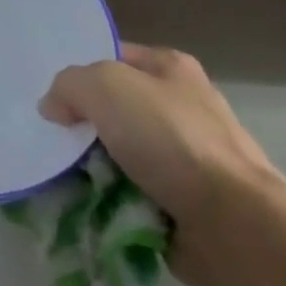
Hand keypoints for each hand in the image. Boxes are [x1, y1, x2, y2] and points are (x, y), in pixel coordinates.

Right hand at [40, 42, 285, 285]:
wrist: (236, 228)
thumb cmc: (171, 140)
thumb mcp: (105, 87)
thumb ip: (69, 85)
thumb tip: (53, 107)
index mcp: (171, 68)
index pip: (112, 57)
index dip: (80, 73)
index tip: (49, 97)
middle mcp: (181, 108)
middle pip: (113, 110)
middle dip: (83, 127)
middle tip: (50, 141)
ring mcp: (185, 161)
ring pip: (119, 156)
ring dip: (93, 171)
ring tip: (60, 181)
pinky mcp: (185, 207)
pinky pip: (132, 197)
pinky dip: (111, 204)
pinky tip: (86, 208)